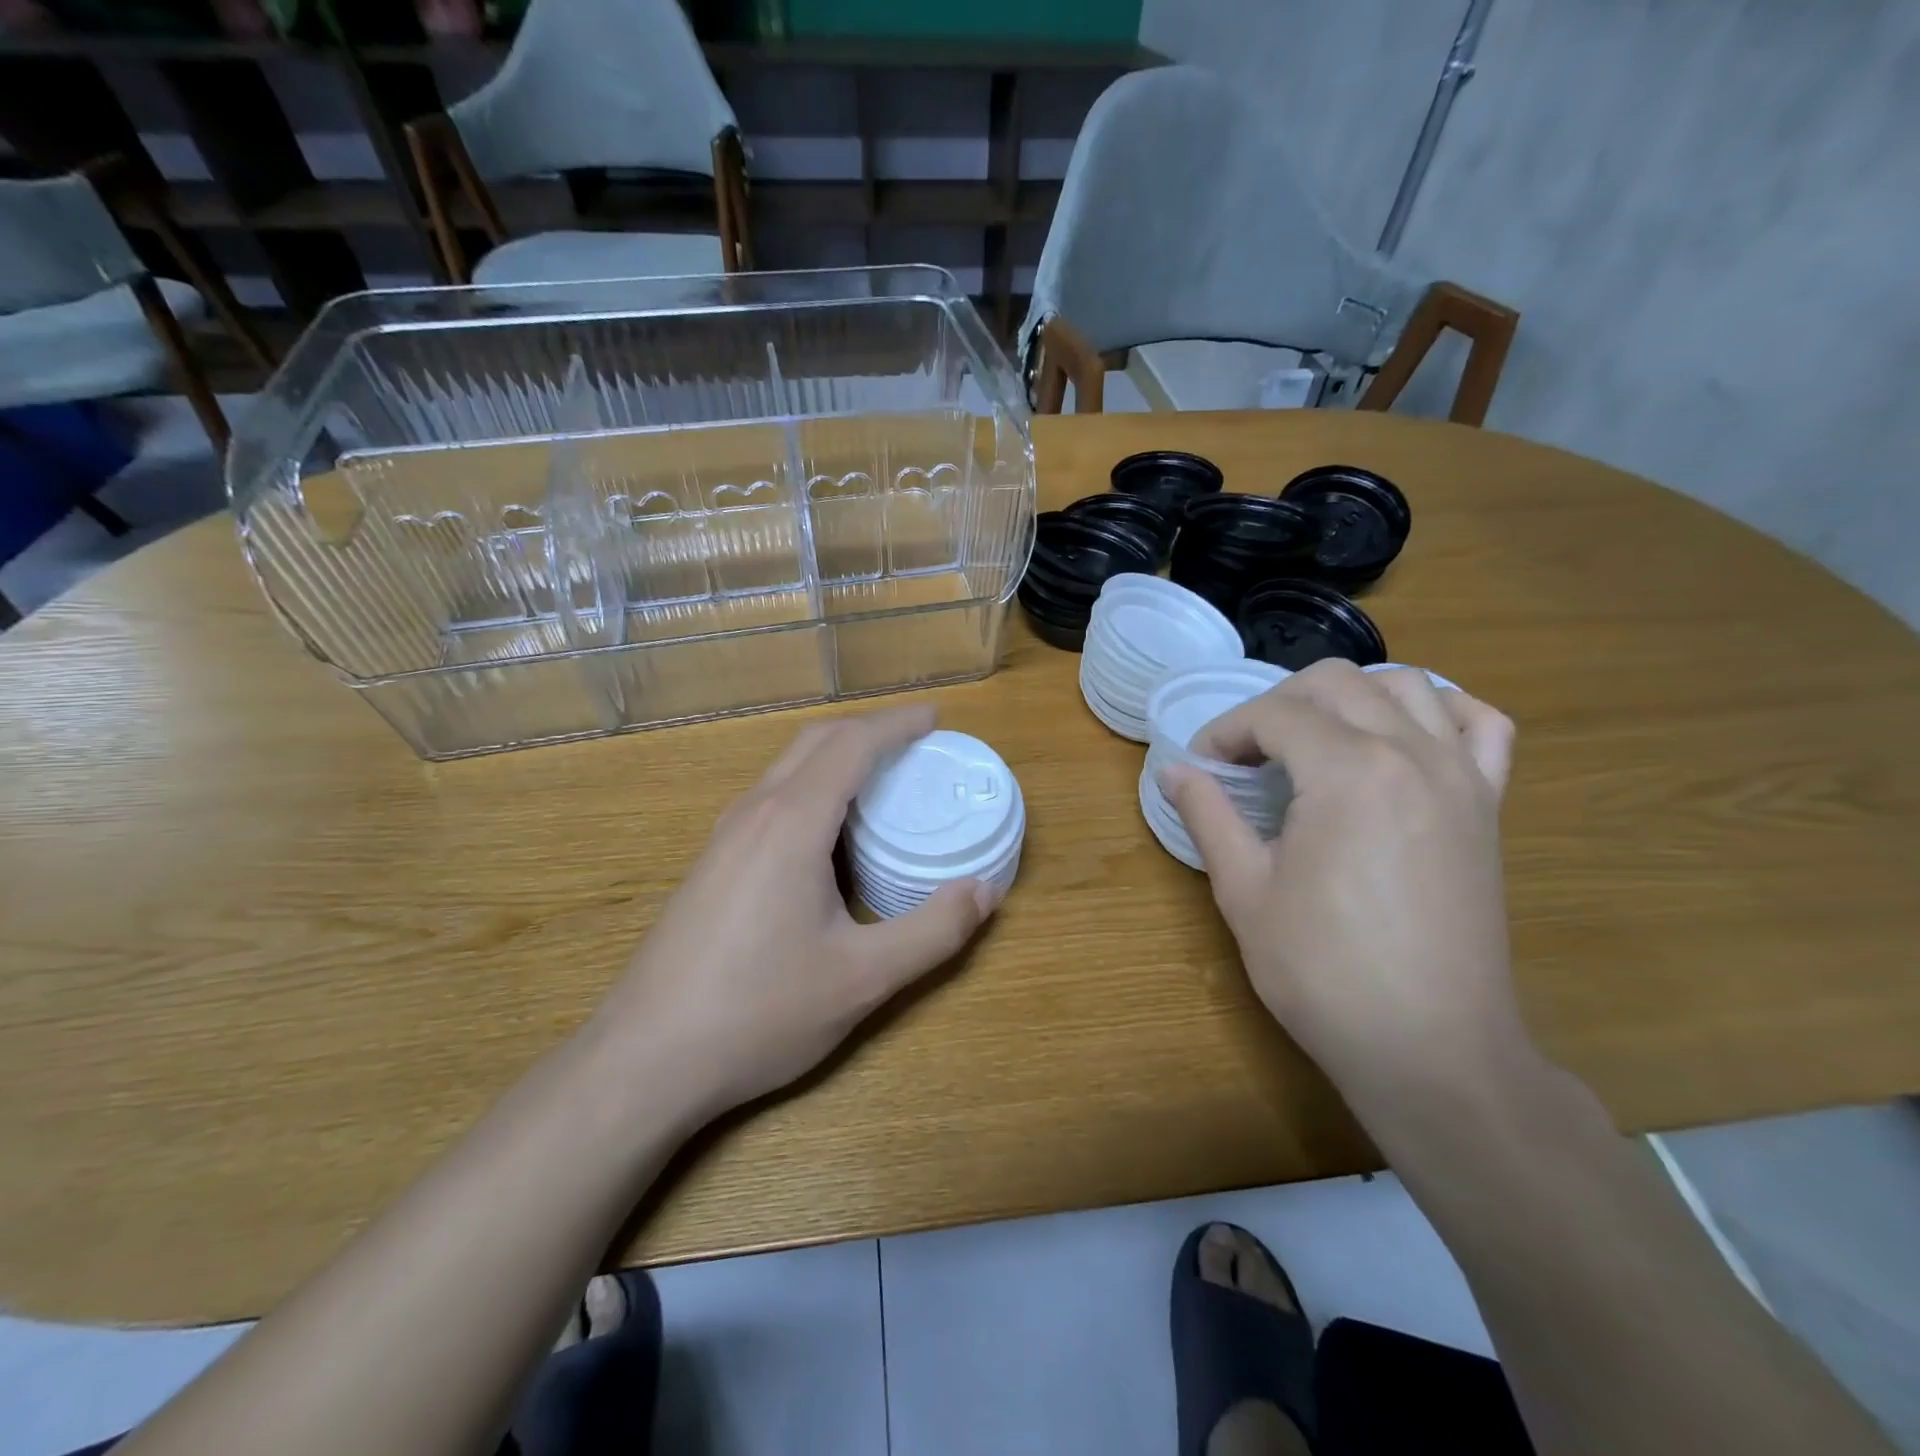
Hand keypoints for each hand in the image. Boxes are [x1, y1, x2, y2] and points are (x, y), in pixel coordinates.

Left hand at [592, 706, 996, 1118]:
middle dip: (868, 729)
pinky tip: (828, 832)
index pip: (851, 745)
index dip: (897, 724)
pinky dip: (812, 786)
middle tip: (916, 741)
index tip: (935, 717)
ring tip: (881, 778)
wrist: (644, 1059)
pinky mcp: (712, 863)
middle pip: (815, 742)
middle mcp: (753, 813)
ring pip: (787, 768)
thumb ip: (933, 931)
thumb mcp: (862, 978)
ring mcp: (724, 837)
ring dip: (837, 756)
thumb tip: (985, 890)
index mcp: (791, 822)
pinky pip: (771, 798)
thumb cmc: (758, 1012)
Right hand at [1159, 661, 1524, 1093]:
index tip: (1204, 766)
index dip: (1226, 731)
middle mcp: (1411, 753)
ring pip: (1408, 685)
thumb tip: (1174, 771)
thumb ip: (1209, 816)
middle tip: (1248, 752)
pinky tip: (1405, 739)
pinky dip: (1440, 711)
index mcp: (1347, 772)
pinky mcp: (1488, 804)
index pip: (1274, 714)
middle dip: (1278, 703)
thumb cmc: (1323, 972)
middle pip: (1337, 683)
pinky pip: (1479, 725)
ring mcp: (1460, 775)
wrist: (1430, 1046)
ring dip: (1350, 697)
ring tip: (1316, 739)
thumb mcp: (1245, 892)